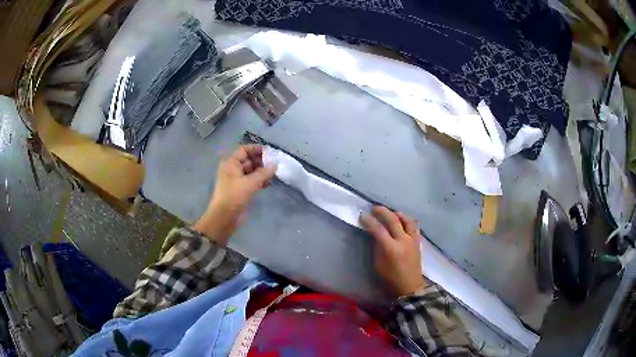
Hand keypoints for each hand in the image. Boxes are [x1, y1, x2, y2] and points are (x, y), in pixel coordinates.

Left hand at [194, 145, 276, 244]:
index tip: (270, 152)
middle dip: (261, 161)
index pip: (244, 150)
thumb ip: (264, 173)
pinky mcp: (240, 189)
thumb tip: (275, 164)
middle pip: (248, 160)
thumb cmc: (234, 196)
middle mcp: (233, 169)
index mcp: (231, 163)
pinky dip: (259, 180)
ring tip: (273, 175)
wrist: (225, 217)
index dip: (256, 149)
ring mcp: (236, 180)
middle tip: (274, 164)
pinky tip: (268, 183)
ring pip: (251, 171)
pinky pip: (251, 181)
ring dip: (262, 172)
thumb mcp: (250, 183)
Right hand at [361, 206, 426, 296]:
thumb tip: (376, 235)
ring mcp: (413, 240)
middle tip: (375, 209)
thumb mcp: (378, 265)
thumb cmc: (390, 279)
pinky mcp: (418, 242)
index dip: (369, 221)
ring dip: (398, 214)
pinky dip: (407, 221)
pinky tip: (403, 222)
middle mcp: (403, 241)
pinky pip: (414, 226)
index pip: (378, 229)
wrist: (409, 287)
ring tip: (392, 213)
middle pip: (393, 220)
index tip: (363, 216)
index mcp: (391, 248)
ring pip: (407, 220)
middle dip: (383, 212)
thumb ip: (377, 247)